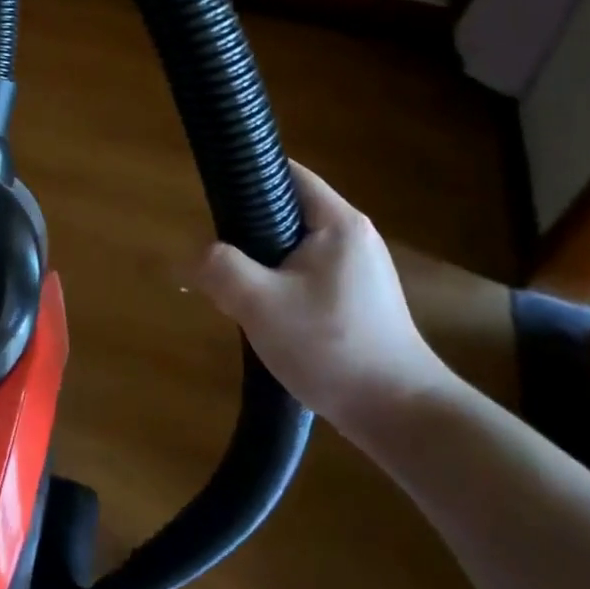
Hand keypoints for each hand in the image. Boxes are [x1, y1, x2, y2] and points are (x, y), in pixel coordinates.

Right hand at [194, 161, 450, 436]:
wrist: (400, 416)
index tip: (214, 199)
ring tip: (239, 291)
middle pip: (289, 211)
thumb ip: (219, 268)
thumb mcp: (260, 304)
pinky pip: (310, 275)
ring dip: (264, 263)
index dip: (248, 176)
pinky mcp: (361, 300)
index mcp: (338, 222)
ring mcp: (362, 270)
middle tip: (221, 258)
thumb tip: (189, 257)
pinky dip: (284, 284)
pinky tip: (269, 315)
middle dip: (250, 230)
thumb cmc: (331, 347)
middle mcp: (355, 236)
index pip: (288, 173)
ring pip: (297, 248)